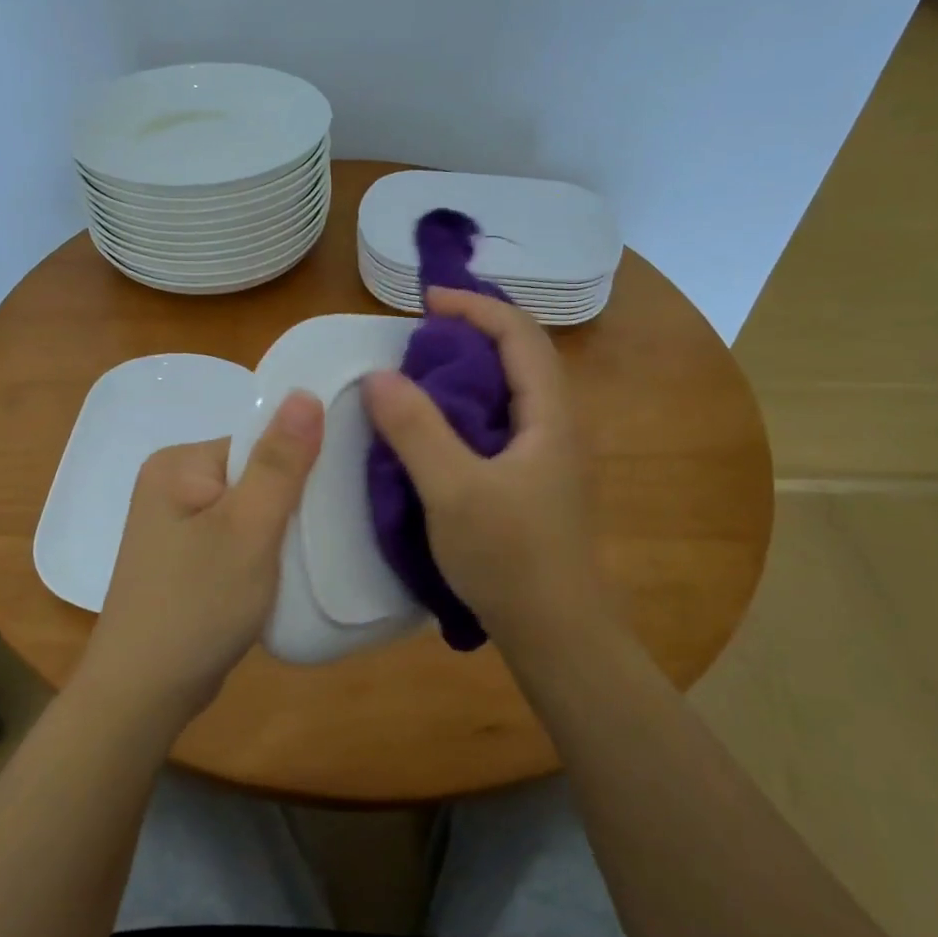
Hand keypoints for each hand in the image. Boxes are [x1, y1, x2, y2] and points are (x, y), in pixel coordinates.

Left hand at [76, 391, 323, 732]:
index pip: (257, 442)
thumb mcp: (248, 529)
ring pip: (249, 509)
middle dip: (288, 503)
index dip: (298, 468)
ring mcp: (174, 523)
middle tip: (318, 537)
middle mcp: (170, 482)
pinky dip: (260, 552)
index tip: (330, 502)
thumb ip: (280, 462)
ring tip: (299, 561)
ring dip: (277, 531)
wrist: (143, 693)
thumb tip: (305, 392)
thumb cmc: (197, 606)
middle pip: (254, 473)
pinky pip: (235, 536)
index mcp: (178, 463)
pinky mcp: (183, 557)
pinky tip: (274, 577)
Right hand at [362, 287, 601, 650]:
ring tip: (422, 374)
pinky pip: (502, 423)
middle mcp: (558, 426)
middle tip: (420, 336)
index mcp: (550, 416)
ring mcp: (550, 457)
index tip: (426, 301)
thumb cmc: (510, 558)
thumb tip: (379, 375)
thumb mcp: (453, 490)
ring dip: (471, 370)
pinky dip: (469, 407)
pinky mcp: (536, 483)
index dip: (475, 307)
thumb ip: (415, 429)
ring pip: (512, 392)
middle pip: (522, 356)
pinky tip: (438, 430)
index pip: (520, 334)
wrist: (558, 634)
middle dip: (474, 332)